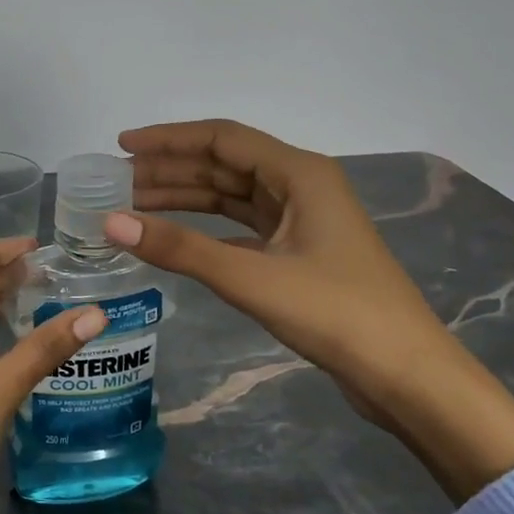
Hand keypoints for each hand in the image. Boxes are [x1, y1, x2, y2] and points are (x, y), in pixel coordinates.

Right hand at [108, 119, 513, 500]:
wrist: (404, 374)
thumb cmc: (334, 313)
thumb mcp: (250, 277)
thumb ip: (179, 248)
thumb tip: (110, 222)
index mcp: (300, 174)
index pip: (222, 139)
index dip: (168, 139)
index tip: (121, 146)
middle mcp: (300, 186)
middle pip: (223, 165)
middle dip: (169, 170)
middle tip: (116, 183)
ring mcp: (300, 220)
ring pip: (230, 196)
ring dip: (184, 198)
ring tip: (132, 206)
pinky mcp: (297, 252)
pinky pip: (240, 226)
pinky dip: (204, 228)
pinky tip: (173, 237)